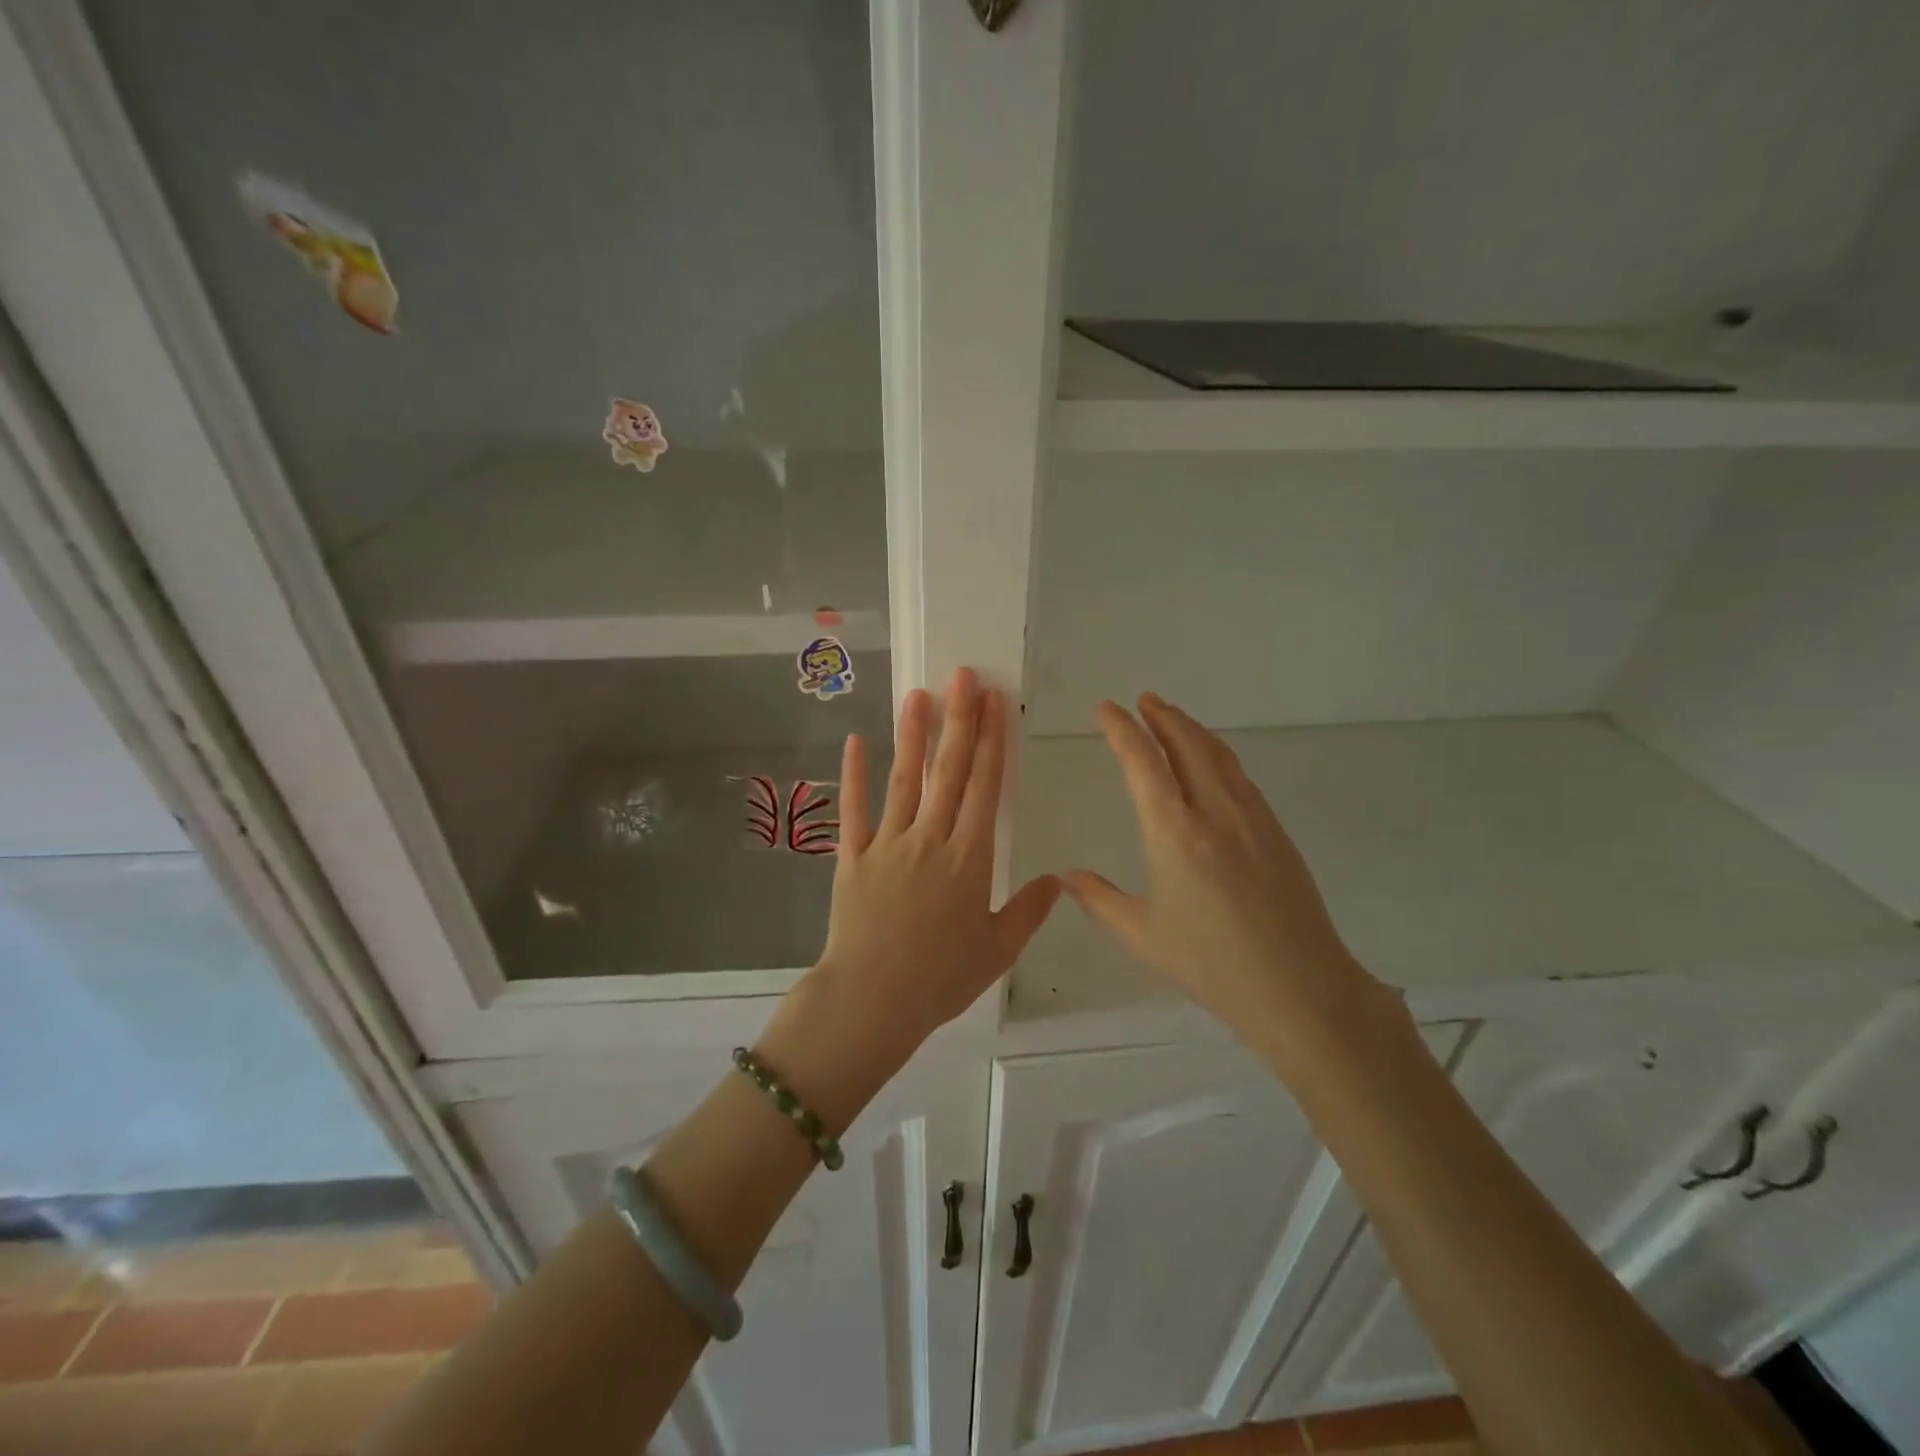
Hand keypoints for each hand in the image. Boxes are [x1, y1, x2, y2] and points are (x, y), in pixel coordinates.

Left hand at [759, 669, 1060, 1126]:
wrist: (871, 1001)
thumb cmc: (940, 979)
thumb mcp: (997, 950)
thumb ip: (1029, 911)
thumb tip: (1058, 879)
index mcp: (970, 858)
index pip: (984, 787)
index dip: (992, 741)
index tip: (995, 703)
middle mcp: (930, 839)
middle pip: (949, 771)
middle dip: (959, 721)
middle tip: (963, 676)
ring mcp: (887, 844)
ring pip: (904, 780)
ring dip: (912, 735)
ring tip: (919, 693)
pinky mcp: (852, 856)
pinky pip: (854, 809)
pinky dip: (853, 775)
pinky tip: (855, 741)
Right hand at [1062, 694, 1398, 1067]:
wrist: (1299, 987)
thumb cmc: (1210, 963)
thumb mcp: (1141, 934)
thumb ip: (1098, 899)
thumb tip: (1064, 876)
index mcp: (1174, 832)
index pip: (1143, 763)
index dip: (1123, 730)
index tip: (1107, 708)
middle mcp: (1214, 811)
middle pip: (1187, 745)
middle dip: (1163, 717)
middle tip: (1144, 699)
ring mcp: (1252, 818)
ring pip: (1219, 757)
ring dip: (1193, 731)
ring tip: (1174, 718)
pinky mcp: (1276, 833)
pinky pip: (1241, 778)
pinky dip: (1219, 756)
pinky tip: (1214, 765)